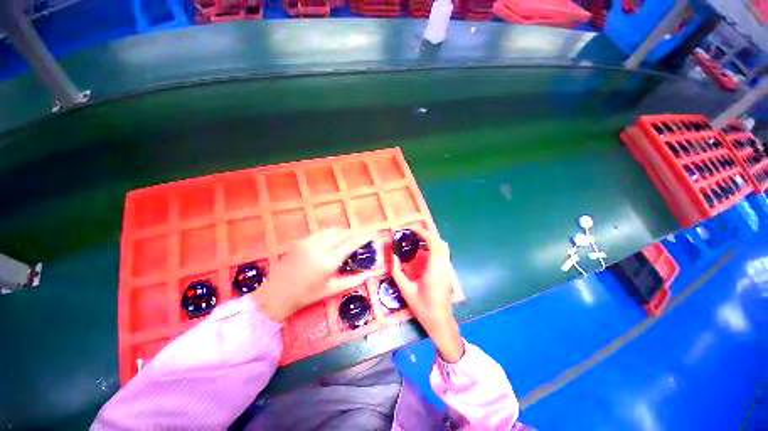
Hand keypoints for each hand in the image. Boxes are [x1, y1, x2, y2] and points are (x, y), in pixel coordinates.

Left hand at [253, 229, 371, 321]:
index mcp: (328, 263)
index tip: (372, 234)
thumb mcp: (331, 290)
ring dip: (344, 231)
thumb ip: (353, 281)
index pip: (350, 244)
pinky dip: (332, 233)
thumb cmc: (306, 296)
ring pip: (332, 230)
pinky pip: (321, 232)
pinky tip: (335, 238)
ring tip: (351, 236)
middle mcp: (319, 249)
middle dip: (355, 233)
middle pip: (342, 234)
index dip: (363, 237)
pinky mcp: (301, 241)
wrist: (277, 294)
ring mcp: (308, 243)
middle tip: (363, 235)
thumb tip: (369, 274)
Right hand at [391, 228, 463, 362]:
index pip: (434, 244)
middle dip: (428, 234)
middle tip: (413, 233)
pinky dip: (434, 247)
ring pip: (444, 247)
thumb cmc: (423, 308)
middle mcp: (444, 267)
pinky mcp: (448, 272)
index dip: (424, 233)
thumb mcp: (406, 291)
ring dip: (432, 240)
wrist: (441, 322)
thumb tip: (393, 257)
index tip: (412, 229)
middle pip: (441, 243)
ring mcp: (448, 269)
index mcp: (434, 271)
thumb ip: (397, 273)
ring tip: (417, 240)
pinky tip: (423, 251)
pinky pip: (443, 254)